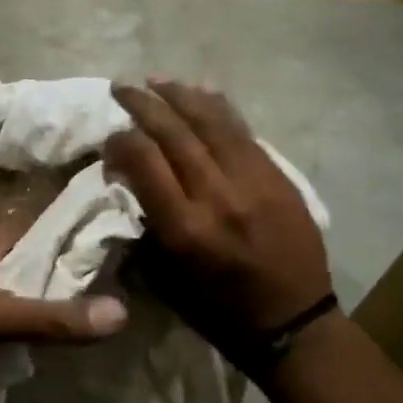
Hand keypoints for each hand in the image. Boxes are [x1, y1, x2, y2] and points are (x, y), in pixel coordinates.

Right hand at [103, 81, 331, 355]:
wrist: (293, 323)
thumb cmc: (218, 310)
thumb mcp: (165, 278)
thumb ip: (145, 226)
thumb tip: (129, 182)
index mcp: (184, 227)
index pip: (144, 161)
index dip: (120, 140)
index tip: (108, 137)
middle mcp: (217, 195)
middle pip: (174, 133)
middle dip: (143, 104)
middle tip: (122, 87)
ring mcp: (253, 181)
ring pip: (212, 122)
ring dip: (180, 96)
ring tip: (157, 80)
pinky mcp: (278, 177)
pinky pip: (243, 131)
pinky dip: (218, 108)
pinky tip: (201, 92)